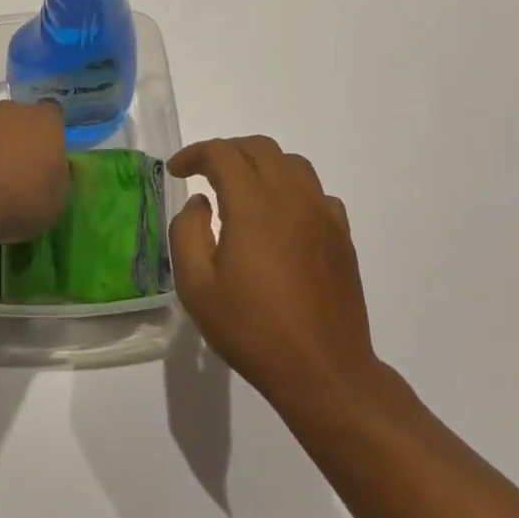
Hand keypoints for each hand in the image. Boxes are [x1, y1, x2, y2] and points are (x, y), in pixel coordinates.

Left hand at [0, 101, 69, 246]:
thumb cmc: (17, 203)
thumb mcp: (56, 203)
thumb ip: (59, 178)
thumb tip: (54, 168)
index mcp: (43, 122)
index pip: (53, 114)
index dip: (50, 133)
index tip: (47, 157)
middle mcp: (10, 111)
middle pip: (19, 118)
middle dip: (20, 138)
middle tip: (18, 171)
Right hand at [167, 136, 380, 415]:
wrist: (323, 369)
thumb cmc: (252, 329)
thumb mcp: (196, 287)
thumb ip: (187, 233)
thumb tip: (200, 203)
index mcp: (254, 206)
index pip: (223, 154)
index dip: (195, 154)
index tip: (177, 171)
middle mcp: (293, 198)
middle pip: (260, 148)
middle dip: (227, 151)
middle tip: (204, 173)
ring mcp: (324, 214)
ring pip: (292, 164)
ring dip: (260, 165)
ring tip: (239, 190)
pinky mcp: (341, 235)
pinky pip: (315, 192)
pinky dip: (289, 189)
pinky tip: (277, 219)